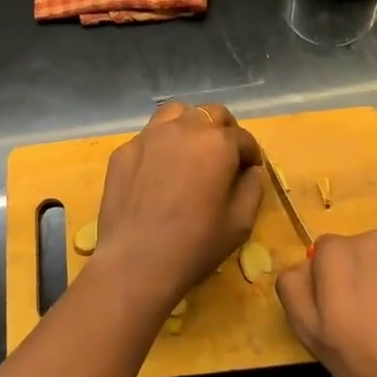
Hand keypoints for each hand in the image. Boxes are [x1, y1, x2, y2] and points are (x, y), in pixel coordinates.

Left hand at [94, 101, 263, 306]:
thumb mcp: (240, 223)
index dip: (251, 154)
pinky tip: (159, 170)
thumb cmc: (195, 245)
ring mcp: (149, 136)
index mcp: (217, 143)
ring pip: (176, 113)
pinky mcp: (124, 151)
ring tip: (191, 151)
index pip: (243, 138)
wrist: (135, 262)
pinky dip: (161, 144)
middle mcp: (184, 129)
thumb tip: (250, 171)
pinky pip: (149, 136)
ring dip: (191, 126)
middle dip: (224, 130)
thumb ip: (252, 188)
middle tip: (225, 156)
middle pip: (211, 113)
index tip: (250, 170)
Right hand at [275, 232, 376, 376]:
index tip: (336, 316)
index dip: (325, 285)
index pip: (321, 255)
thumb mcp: (313, 336)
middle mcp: (374, 240)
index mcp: (337, 252)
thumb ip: (294, 291)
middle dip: (357, 279)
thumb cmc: (372, 360)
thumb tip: (299, 269)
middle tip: (365, 323)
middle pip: (356, 254)